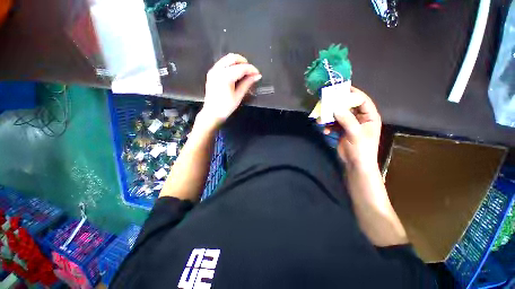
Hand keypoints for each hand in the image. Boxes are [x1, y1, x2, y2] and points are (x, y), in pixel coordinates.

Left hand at [200, 53, 261, 128]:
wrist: (212, 113)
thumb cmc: (226, 107)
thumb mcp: (238, 96)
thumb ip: (247, 83)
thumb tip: (257, 76)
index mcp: (225, 77)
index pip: (241, 68)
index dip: (251, 69)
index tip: (258, 73)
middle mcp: (218, 70)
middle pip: (233, 58)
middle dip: (244, 63)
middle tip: (251, 72)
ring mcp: (213, 70)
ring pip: (227, 58)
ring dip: (238, 63)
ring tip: (245, 72)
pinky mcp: (211, 73)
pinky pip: (223, 63)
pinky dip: (231, 65)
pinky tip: (236, 73)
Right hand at [328, 87, 381, 169]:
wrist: (355, 164)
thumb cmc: (361, 149)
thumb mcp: (355, 134)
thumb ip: (347, 120)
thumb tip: (336, 108)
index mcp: (369, 117)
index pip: (362, 100)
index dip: (353, 94)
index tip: (340, 89)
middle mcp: (360, 118)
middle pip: (348, 107)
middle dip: (337, 106)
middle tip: (326, 103)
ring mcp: (350, 124)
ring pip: (339, 115)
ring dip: (330, 117)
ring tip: (321, 119)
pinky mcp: (342, 130)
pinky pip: (334, 124)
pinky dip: (329, 126)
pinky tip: (325, 130)